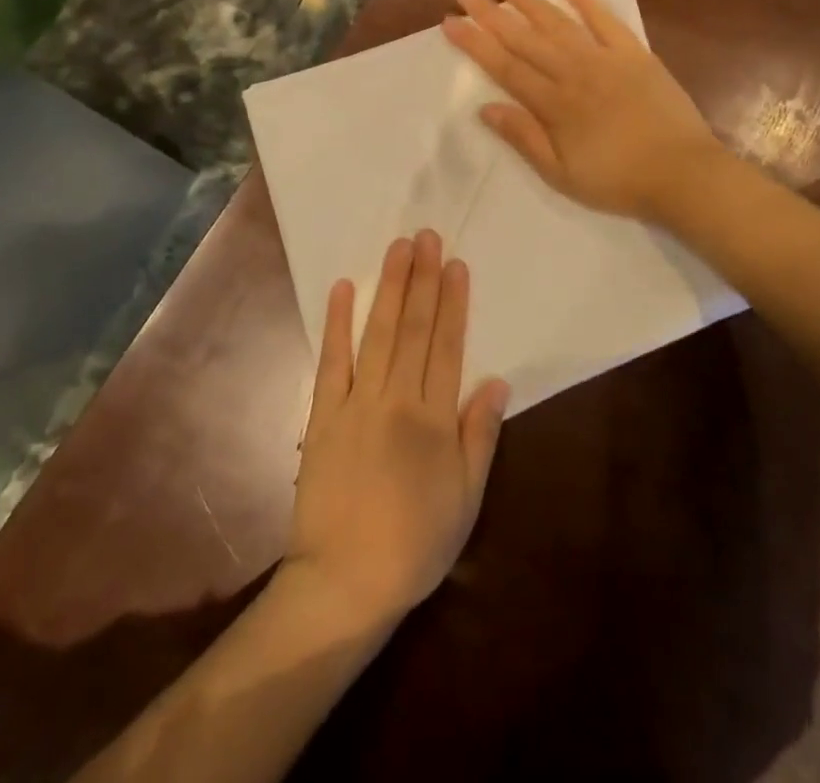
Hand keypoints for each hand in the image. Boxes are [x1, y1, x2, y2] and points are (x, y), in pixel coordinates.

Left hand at [286, 230, 509, 632]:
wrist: (344, 582)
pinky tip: (343, 289)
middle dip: (423, 279)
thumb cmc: (414, 544)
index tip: (456, 264)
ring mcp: (356, 402)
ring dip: (390, 288)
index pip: (448, 346)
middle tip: (427, 235)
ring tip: (398, 248)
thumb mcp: (466, 499)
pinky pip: (331, 361)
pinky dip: (338, 323)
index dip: (454, 302)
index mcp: (434, 419)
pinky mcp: (323, 415)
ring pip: (378, 333)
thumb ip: (480, 436)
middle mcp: (397, 399)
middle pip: (415, 328)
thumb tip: (496, 381)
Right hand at [442, 0, 721, 223]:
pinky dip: (587, 1)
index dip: (475, 43)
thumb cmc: (618, 180)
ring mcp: (606, 59)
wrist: (683, 173)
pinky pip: (607, 21)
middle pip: (525, 38)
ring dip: (530, 0)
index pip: (505, 67)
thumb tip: (486, 108)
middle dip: (492, 13)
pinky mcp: (636, 54)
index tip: (450, 21)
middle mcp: (574, 73)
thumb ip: (524, 138)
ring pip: (559, 23)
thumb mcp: (562, 174)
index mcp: (554, 104)